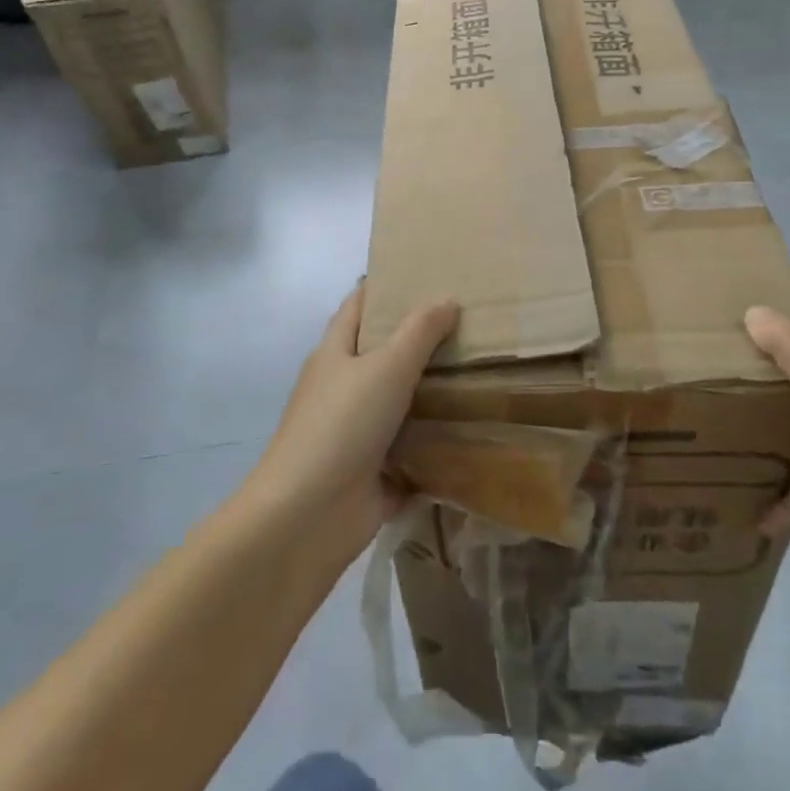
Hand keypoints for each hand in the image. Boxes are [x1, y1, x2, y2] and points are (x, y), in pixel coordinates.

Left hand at [254, 284, 459, 555]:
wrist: (307, 516)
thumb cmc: (341, 425)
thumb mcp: (385, 367)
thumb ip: (419, 332)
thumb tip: (447, 299)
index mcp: (335, 354)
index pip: (358, 306)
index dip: (384, 287)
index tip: (424, 273)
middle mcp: (342, 389)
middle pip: (382, 355)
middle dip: (420, 340)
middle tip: (470, 322)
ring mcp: (356, 433)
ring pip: (399, 403)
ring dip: (432, 393)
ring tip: (482, 370)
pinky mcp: (373, 473)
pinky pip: (410, 450)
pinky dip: (435, 442)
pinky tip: (474, 430)